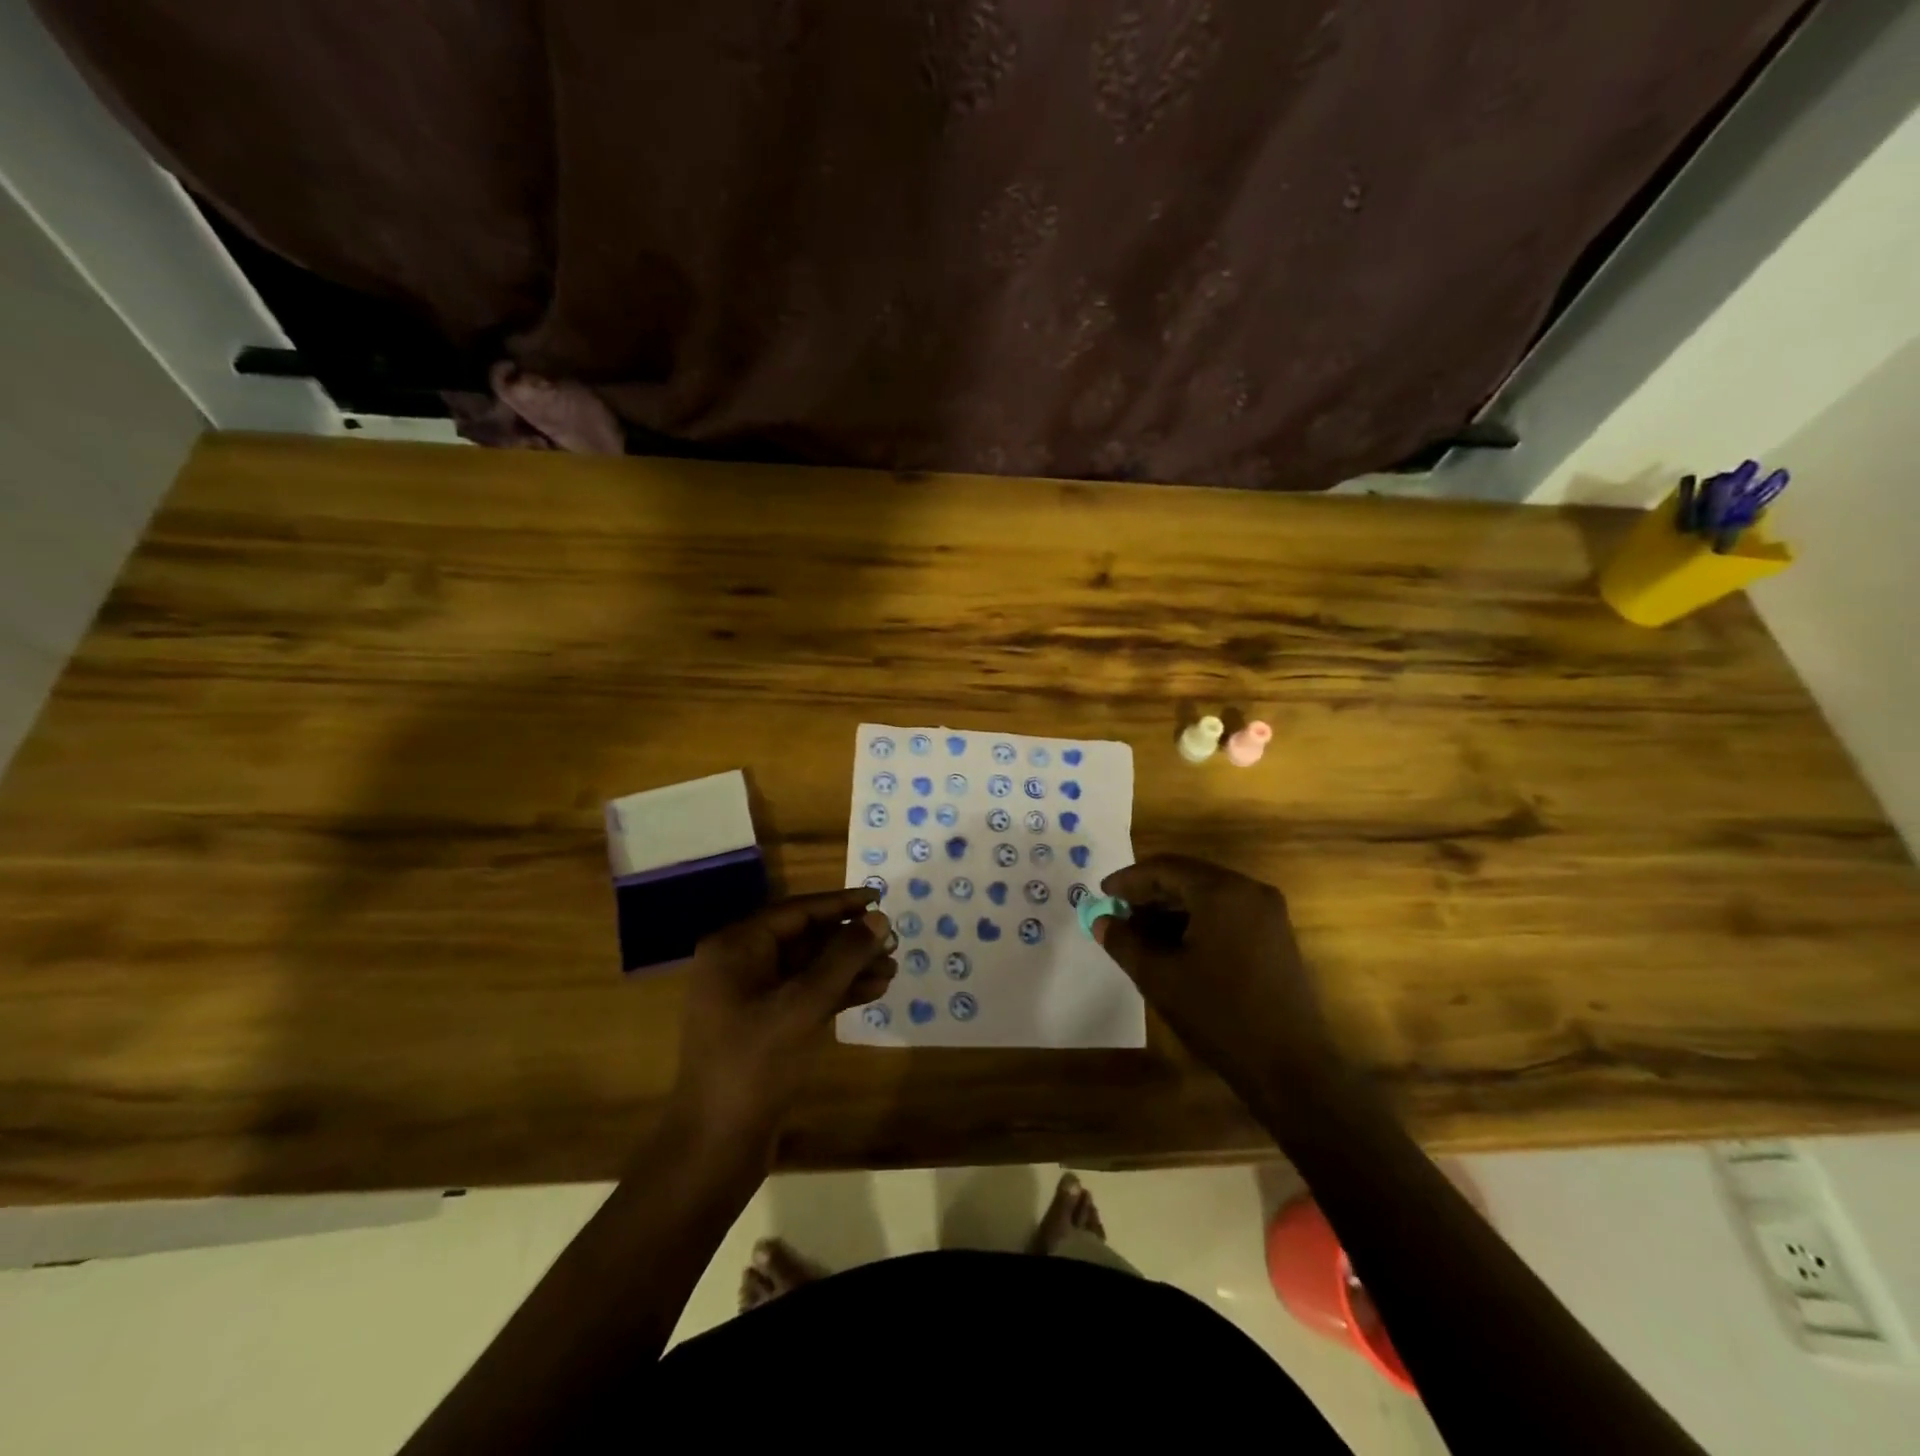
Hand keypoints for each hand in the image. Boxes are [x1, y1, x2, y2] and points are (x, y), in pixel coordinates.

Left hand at [671, 888, 896, 1143]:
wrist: (716, 1145)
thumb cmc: (754, 1064)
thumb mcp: (802, 1005)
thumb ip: (843, 958)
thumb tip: (878, 919)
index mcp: (736, 947)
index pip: (797, 911)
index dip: (841, 904)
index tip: (879, 898)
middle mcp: (740, 964)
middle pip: (804, 938)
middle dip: (849, 940)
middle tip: (893, 940)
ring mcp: (750, 997)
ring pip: (808, 968)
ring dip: (849, 967)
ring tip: (892, 968)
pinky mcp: (764, 1026)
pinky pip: (805, 995)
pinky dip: (837, 992)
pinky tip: (874, 991)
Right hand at [1096, 855, 1338, 1083]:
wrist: (1289, 1067)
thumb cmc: (1218, 1014)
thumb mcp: (1159, 977)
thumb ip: (1124, 942)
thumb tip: (1101, 921)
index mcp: (1222, 892)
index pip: (1165, 868)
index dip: (1129, 879)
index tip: (1102, 893)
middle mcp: (1249, 890)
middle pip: (1188, 877)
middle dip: (1150, 894)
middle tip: (1118, 913)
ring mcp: (1268, 913)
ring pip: (1207, 895)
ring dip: (1172, 908)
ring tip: (1141, 933)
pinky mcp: (1276, 935)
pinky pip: (1227, 913)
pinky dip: (1197, 920)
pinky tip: (1175, 945)